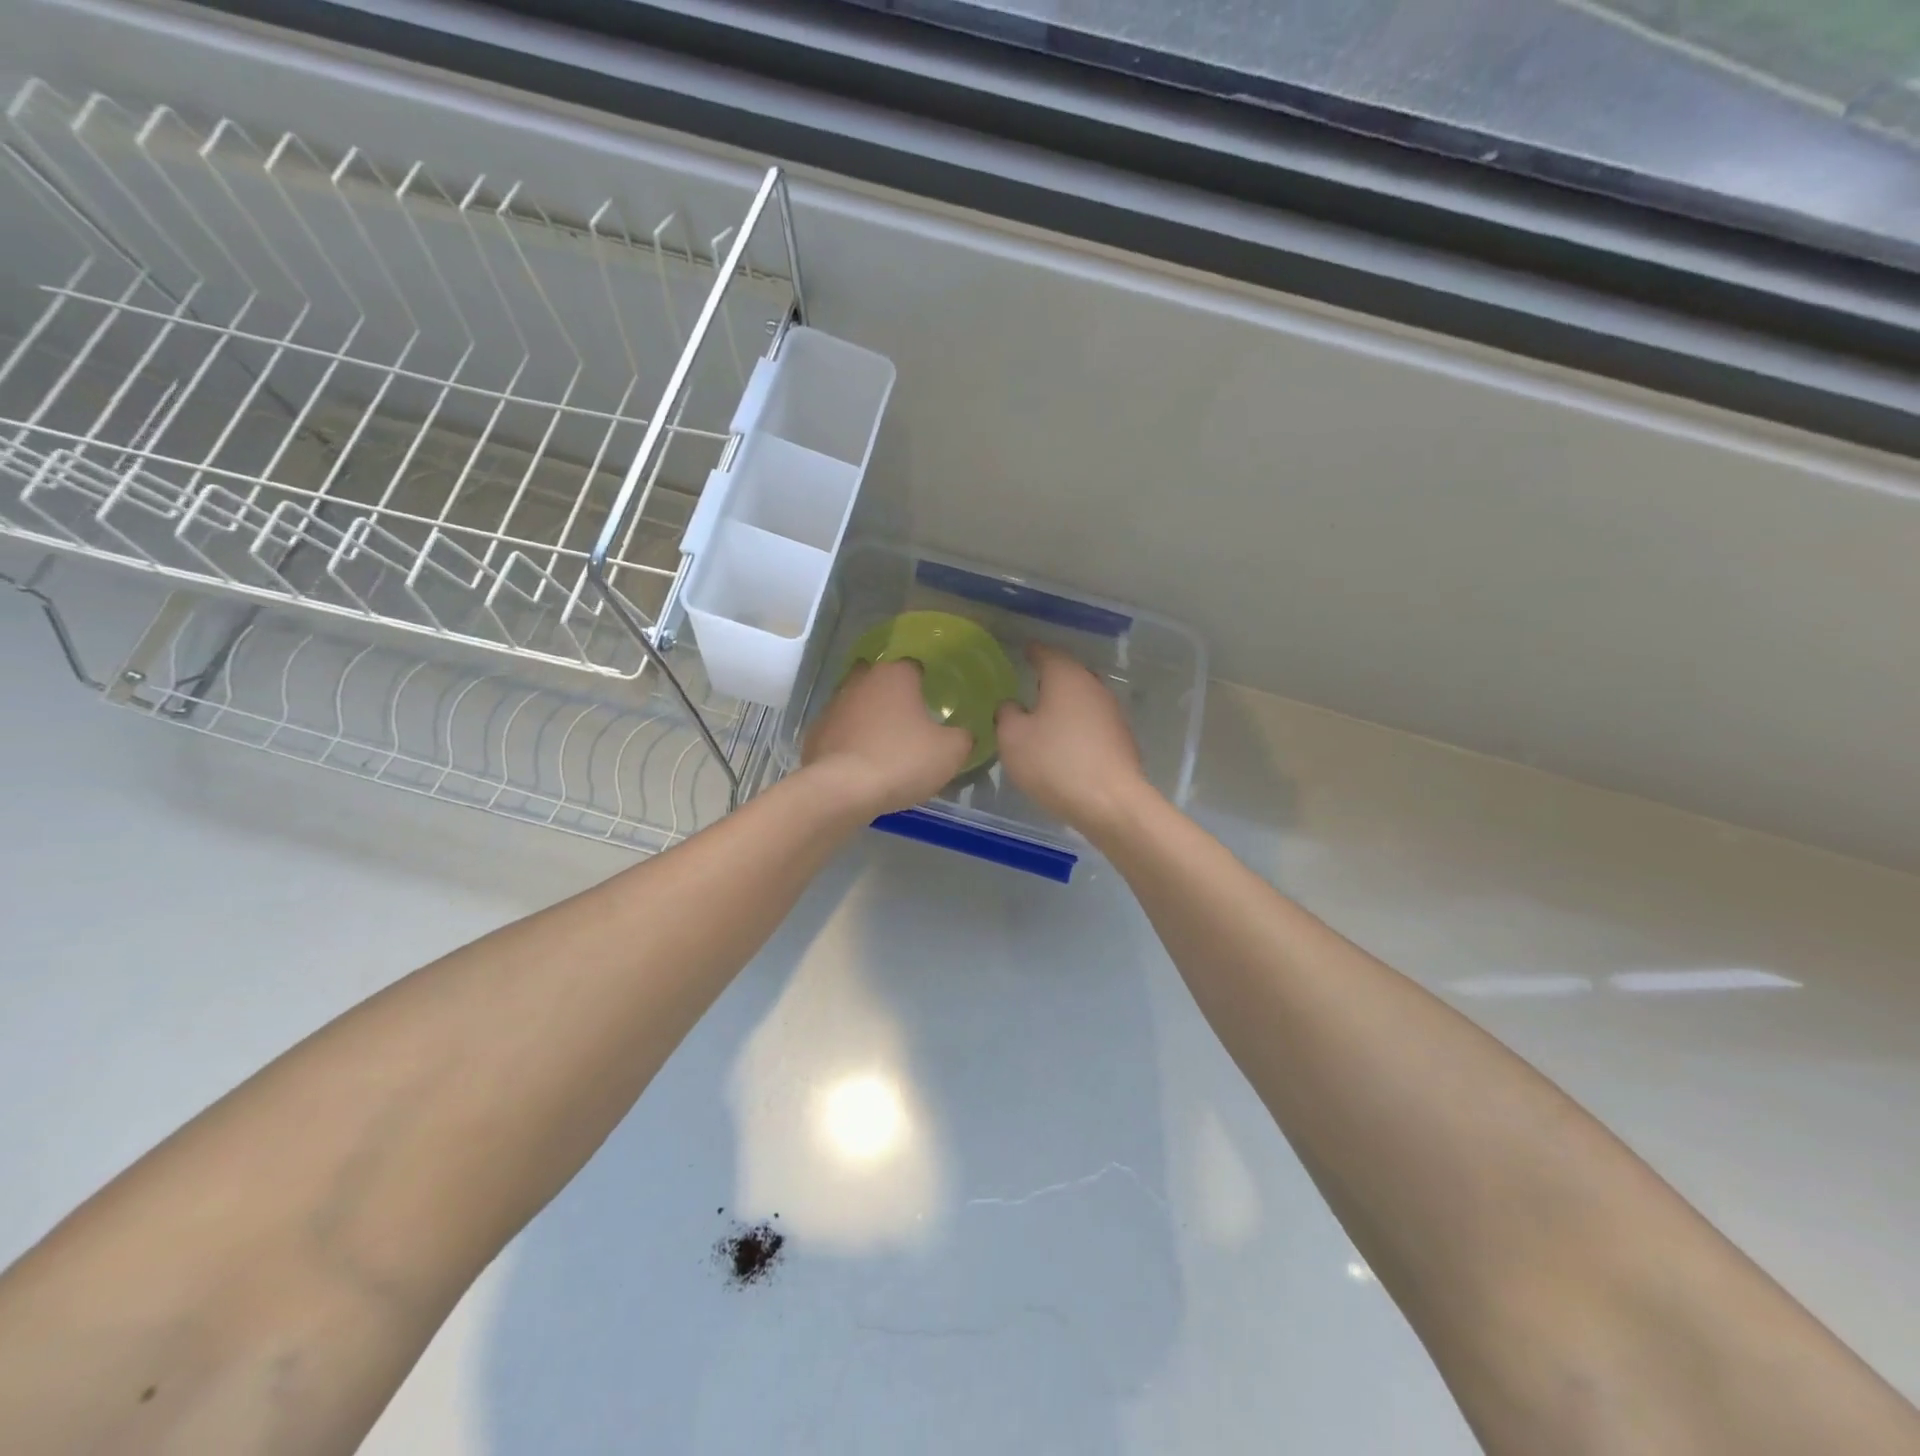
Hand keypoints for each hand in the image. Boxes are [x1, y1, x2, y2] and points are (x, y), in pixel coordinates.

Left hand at [802, 659, 972, 816]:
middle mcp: (861, 680)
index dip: (926, 682)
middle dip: (893, 694)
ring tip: (885, 743)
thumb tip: (962, 734)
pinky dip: (850, 740)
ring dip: (869, 716)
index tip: (934, 702)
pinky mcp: (815, 732)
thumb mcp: (950, 752)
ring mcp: (833, 705)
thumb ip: (962, 737)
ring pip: (857, 703)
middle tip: (910, 719)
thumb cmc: (901, 760)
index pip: (915, 666)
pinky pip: (840, 730)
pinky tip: (861, 762)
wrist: (842, 790)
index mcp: (895, 674)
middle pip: (881, 679)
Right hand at [995, 644, 1154, 832]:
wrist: (1110, 802)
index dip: (1032, 652)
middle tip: (1030, 684)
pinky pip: (1092, 723)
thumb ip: (1007, 714)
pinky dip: (1077, 726)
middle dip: (1051, 677)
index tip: (1023, 651)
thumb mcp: (1013, 738)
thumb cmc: (1055, 763)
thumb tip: (1012, 705)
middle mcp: (1093, 687)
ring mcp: (1112, 713)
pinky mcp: (1121, 740)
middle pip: (1069, 674)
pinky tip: (1066, 743)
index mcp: (1066, 677)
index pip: (1046, 654)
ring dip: (1065, 704)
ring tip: (1045, 715)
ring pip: (1083, 699)